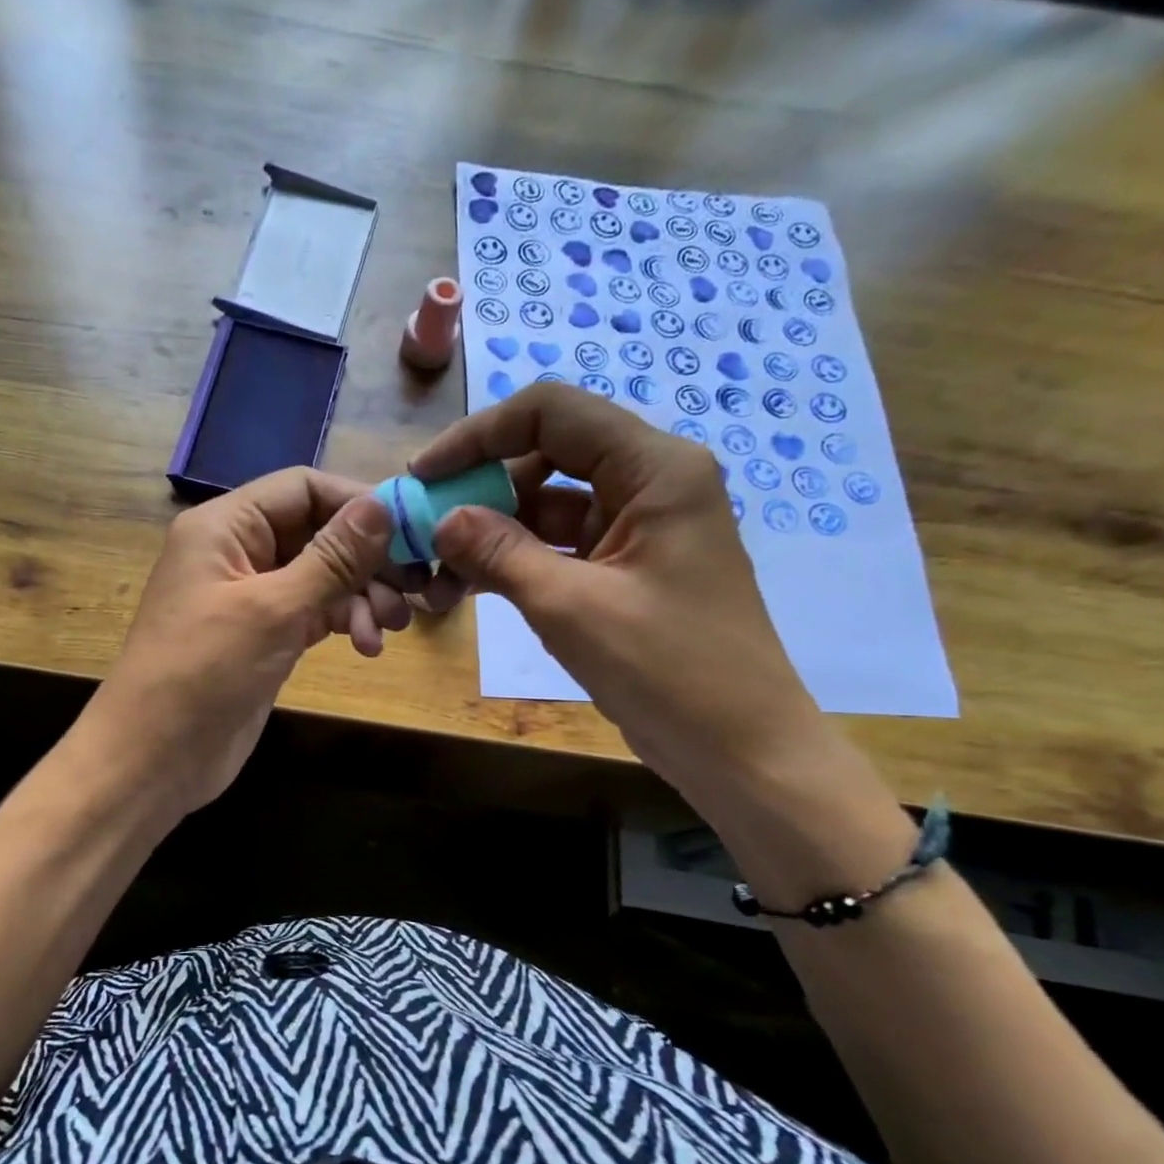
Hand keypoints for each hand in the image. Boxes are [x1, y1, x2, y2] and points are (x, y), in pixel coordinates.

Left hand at [78, 468, 405, 824]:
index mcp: (225, 526)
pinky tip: (367, 646)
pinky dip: (343, 622)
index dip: (357, 502)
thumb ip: (332, 557)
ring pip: (321, 576)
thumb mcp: (273, 609)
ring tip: (388, 630)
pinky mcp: (264, 636)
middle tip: (412, 590)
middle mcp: (238, 552)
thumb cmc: (204, 671)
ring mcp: (251, 596)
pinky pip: (314, 612)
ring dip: (361, 596)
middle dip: (366, 560)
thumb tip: (381, 506)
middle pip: (317, 532)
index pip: (302, 488)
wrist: (154, 758)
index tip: (411, 529)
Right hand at [410, 383, 826, 811]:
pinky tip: (467, 589)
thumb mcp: (571, 607)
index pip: (552, 413)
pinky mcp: (622, 570)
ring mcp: (635, 529)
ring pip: (545, 507)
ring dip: (489, 534)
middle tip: (424, 530)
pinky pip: (557, 548)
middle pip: (545, 457)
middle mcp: (648, 484)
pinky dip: (513, 563)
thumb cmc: (668, 670)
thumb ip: (500, 553)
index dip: (479, 435)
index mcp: (654, 469)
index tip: (425, 474)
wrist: (739, 750)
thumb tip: (440, 519)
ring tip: (436, 575)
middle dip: (479, 491)